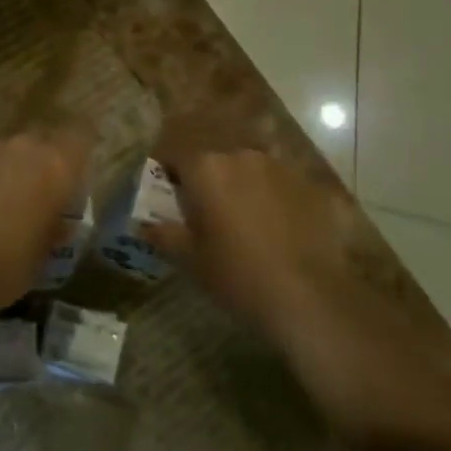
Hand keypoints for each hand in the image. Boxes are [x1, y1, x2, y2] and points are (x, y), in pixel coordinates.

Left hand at [0, 128, 90, 311]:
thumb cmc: (4, 268)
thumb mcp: (41, 257)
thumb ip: (51, 228)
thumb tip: (56, 222)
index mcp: (55, 168)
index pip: (78, 138)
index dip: (72, 153)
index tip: (65, 176)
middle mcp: (21, 146)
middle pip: (32, 144)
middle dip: (26, 166)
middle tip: (16, 200)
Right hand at [145, 142, 427, 359]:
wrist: (307, 295)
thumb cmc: (236, 274)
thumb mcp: (189, 258)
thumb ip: (162, 233)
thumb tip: (143, 224)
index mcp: (205, 168)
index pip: (174, 155)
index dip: (167, 174)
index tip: (167, 196)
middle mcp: (240, 156)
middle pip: (212, 160)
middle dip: (205, 180)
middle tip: (204, 214)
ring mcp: (278, 167)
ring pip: (246, 169)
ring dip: (238, 186)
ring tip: (242, 221)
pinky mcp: (307, 185)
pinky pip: (276, 184)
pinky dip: (268, 197)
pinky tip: (273, 228)